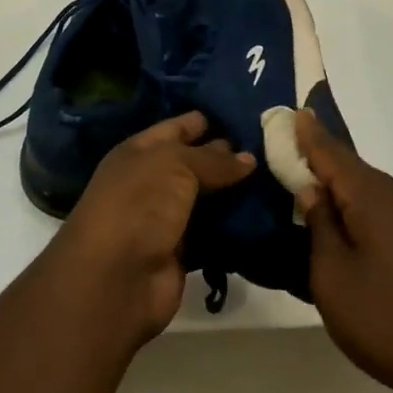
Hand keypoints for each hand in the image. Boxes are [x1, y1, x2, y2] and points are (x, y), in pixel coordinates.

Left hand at [52, 111, 254, 344]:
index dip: (207, 120)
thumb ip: (213, 159)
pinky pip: (214, 231)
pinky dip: (235, 226)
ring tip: (276, 176)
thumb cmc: (139, 204)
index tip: (246, 113)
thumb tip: (248, 158)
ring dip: (236, 192)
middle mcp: (151, 182)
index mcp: (139, 153)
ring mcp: (166, 218)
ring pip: (208, 198)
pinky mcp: (183, 251)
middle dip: (228, 155)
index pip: (177, 128)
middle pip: (195, 163)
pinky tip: (265, 212)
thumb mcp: (175, 165)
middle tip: (272, 145)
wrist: (115, 280)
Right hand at [296, 110, 392, 392]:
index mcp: (370, 196)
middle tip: (291, 145)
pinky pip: (381, 210)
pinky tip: (348, 221)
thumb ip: (319, 228)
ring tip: (312, 182)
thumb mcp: (334, 278)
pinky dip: (358, 206)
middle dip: (321, 156)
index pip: (330, 152)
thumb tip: (311, 190)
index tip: (290, 111)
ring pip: (367, 190)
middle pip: (350, 167)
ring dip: (340, 184)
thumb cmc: (387, 318)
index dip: (307, 134)